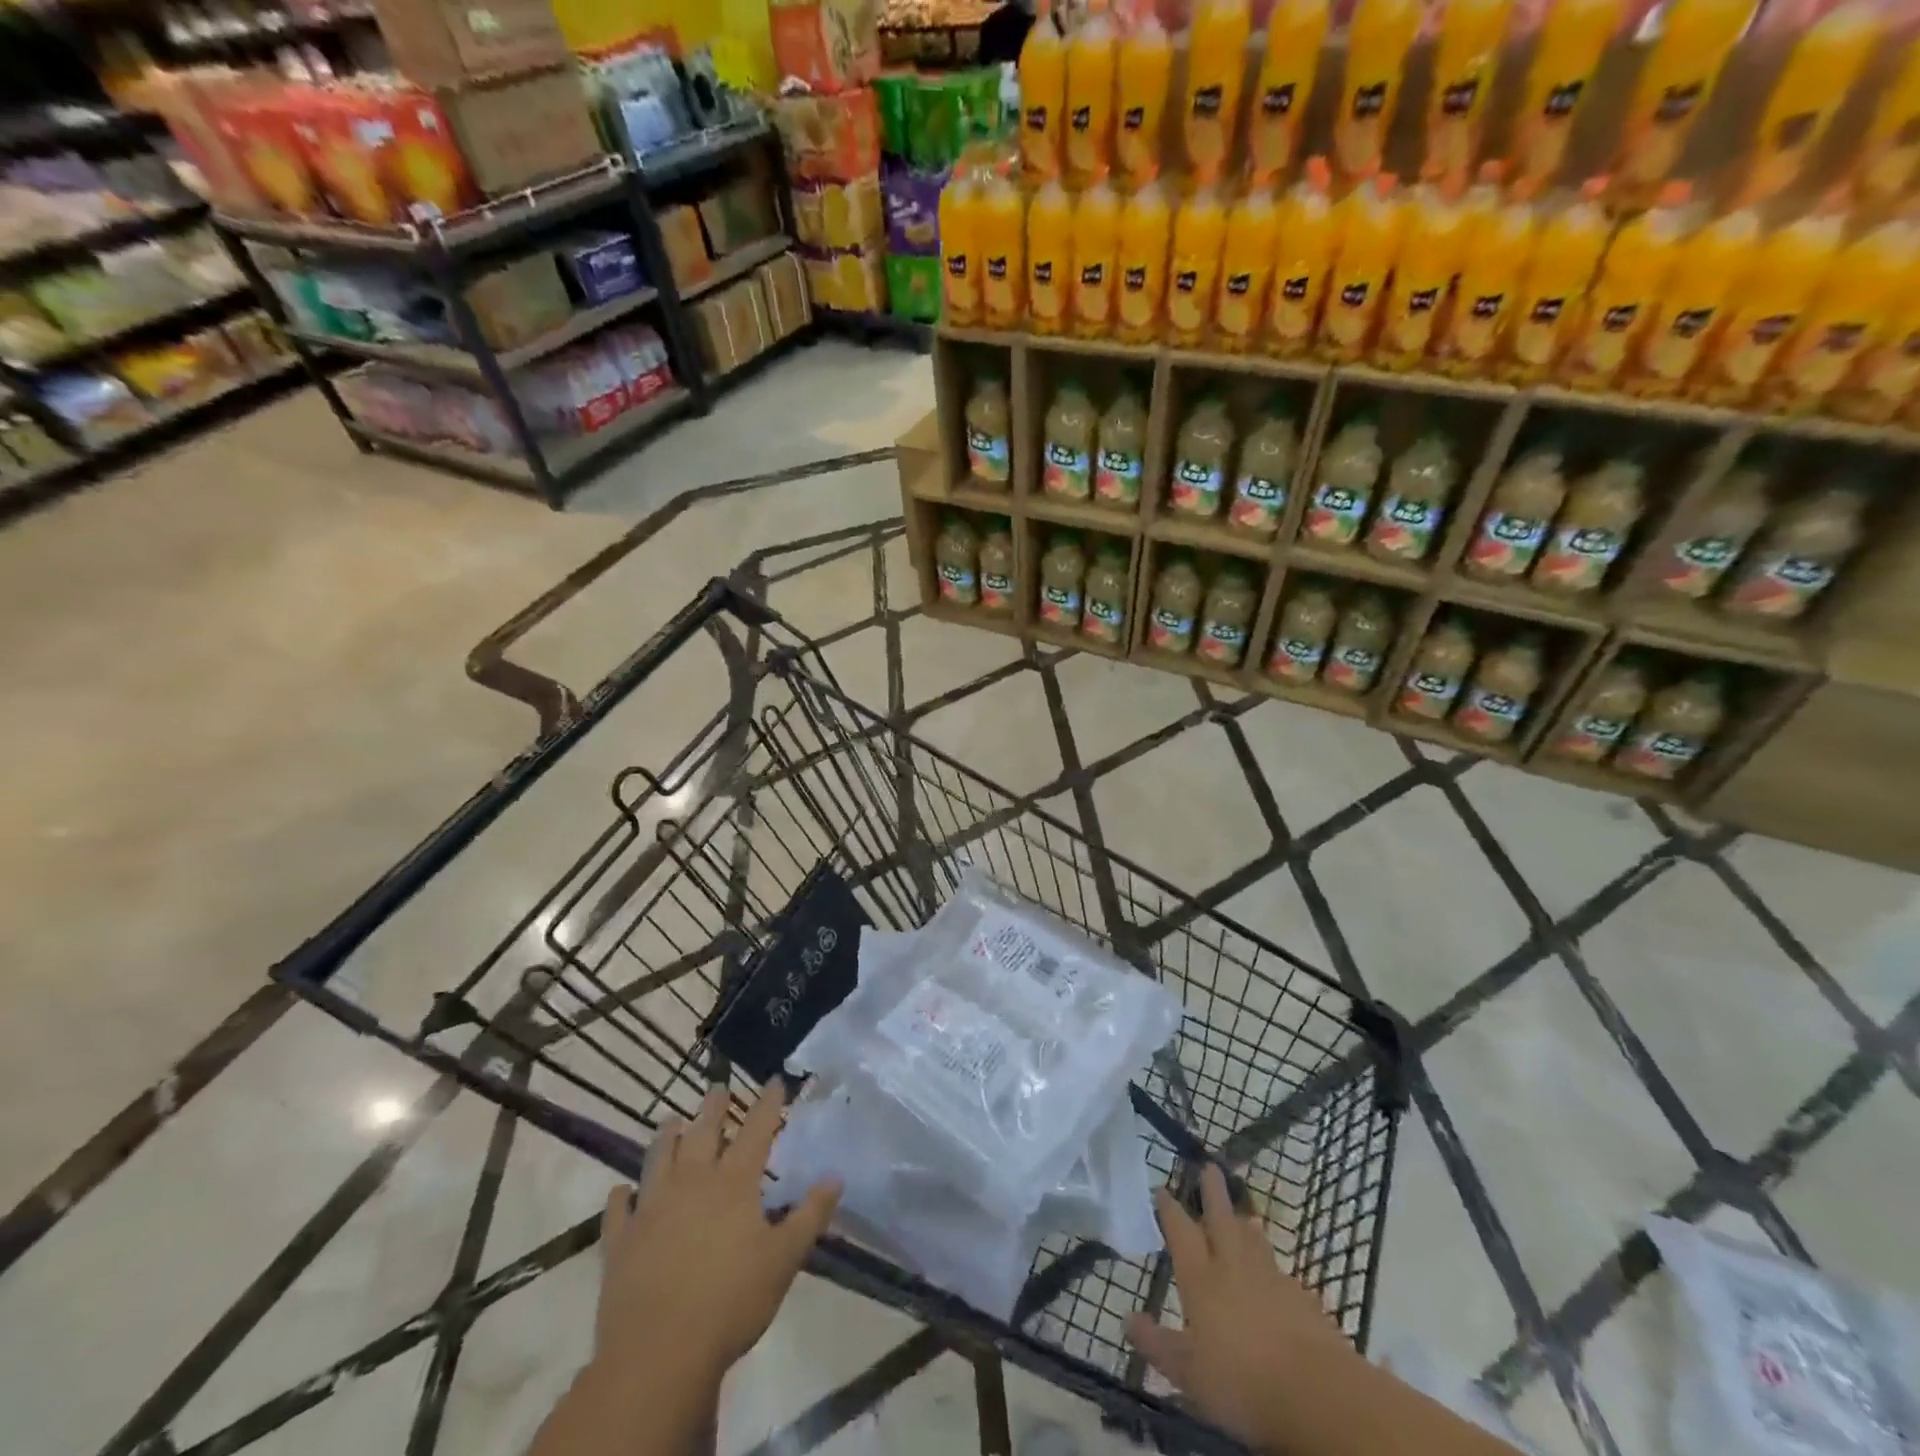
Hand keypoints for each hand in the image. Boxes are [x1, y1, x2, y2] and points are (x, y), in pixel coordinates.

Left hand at [595, 1084, 841, 1386]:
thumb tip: (836, 1176)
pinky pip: (618, 1211)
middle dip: (713, 1108)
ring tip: (671, 1120)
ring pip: (658, 1160)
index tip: (775, 1080)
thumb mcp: (785, 1259)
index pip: (756, 1131)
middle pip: (702, 1134)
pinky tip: (620, 1191)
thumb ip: (811, 1215)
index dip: (767, 1104)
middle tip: (717, 1088)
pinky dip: (619, 1197)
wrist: (659, 1353)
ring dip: (666, 1137)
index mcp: (734, 1183)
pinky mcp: (620, 1242)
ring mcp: (651, 1209)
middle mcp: (692, 1183)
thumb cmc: (731, 1302)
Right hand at [1127, 1164, 1360, 1449]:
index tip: (1162, 1189)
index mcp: (1201, 1279)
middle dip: (1213, 1192)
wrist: (1318, 1395)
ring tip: (1242, 1214)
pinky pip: (1280, 1273)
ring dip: (1244, 1223)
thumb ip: (1157, 1344)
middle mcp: (1233, 1267)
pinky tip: (1274, 1275)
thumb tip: (1126, 1319)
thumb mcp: (1189, 1374)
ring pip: (1253, 1240)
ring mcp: (1271, 1280)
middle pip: (1221, 1219)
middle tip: (1209, 1166)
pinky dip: (1271, 1265)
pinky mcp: (1302, 1300)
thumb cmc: (1242, 1382)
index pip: (1181, 1232)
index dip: (1170, 1210)